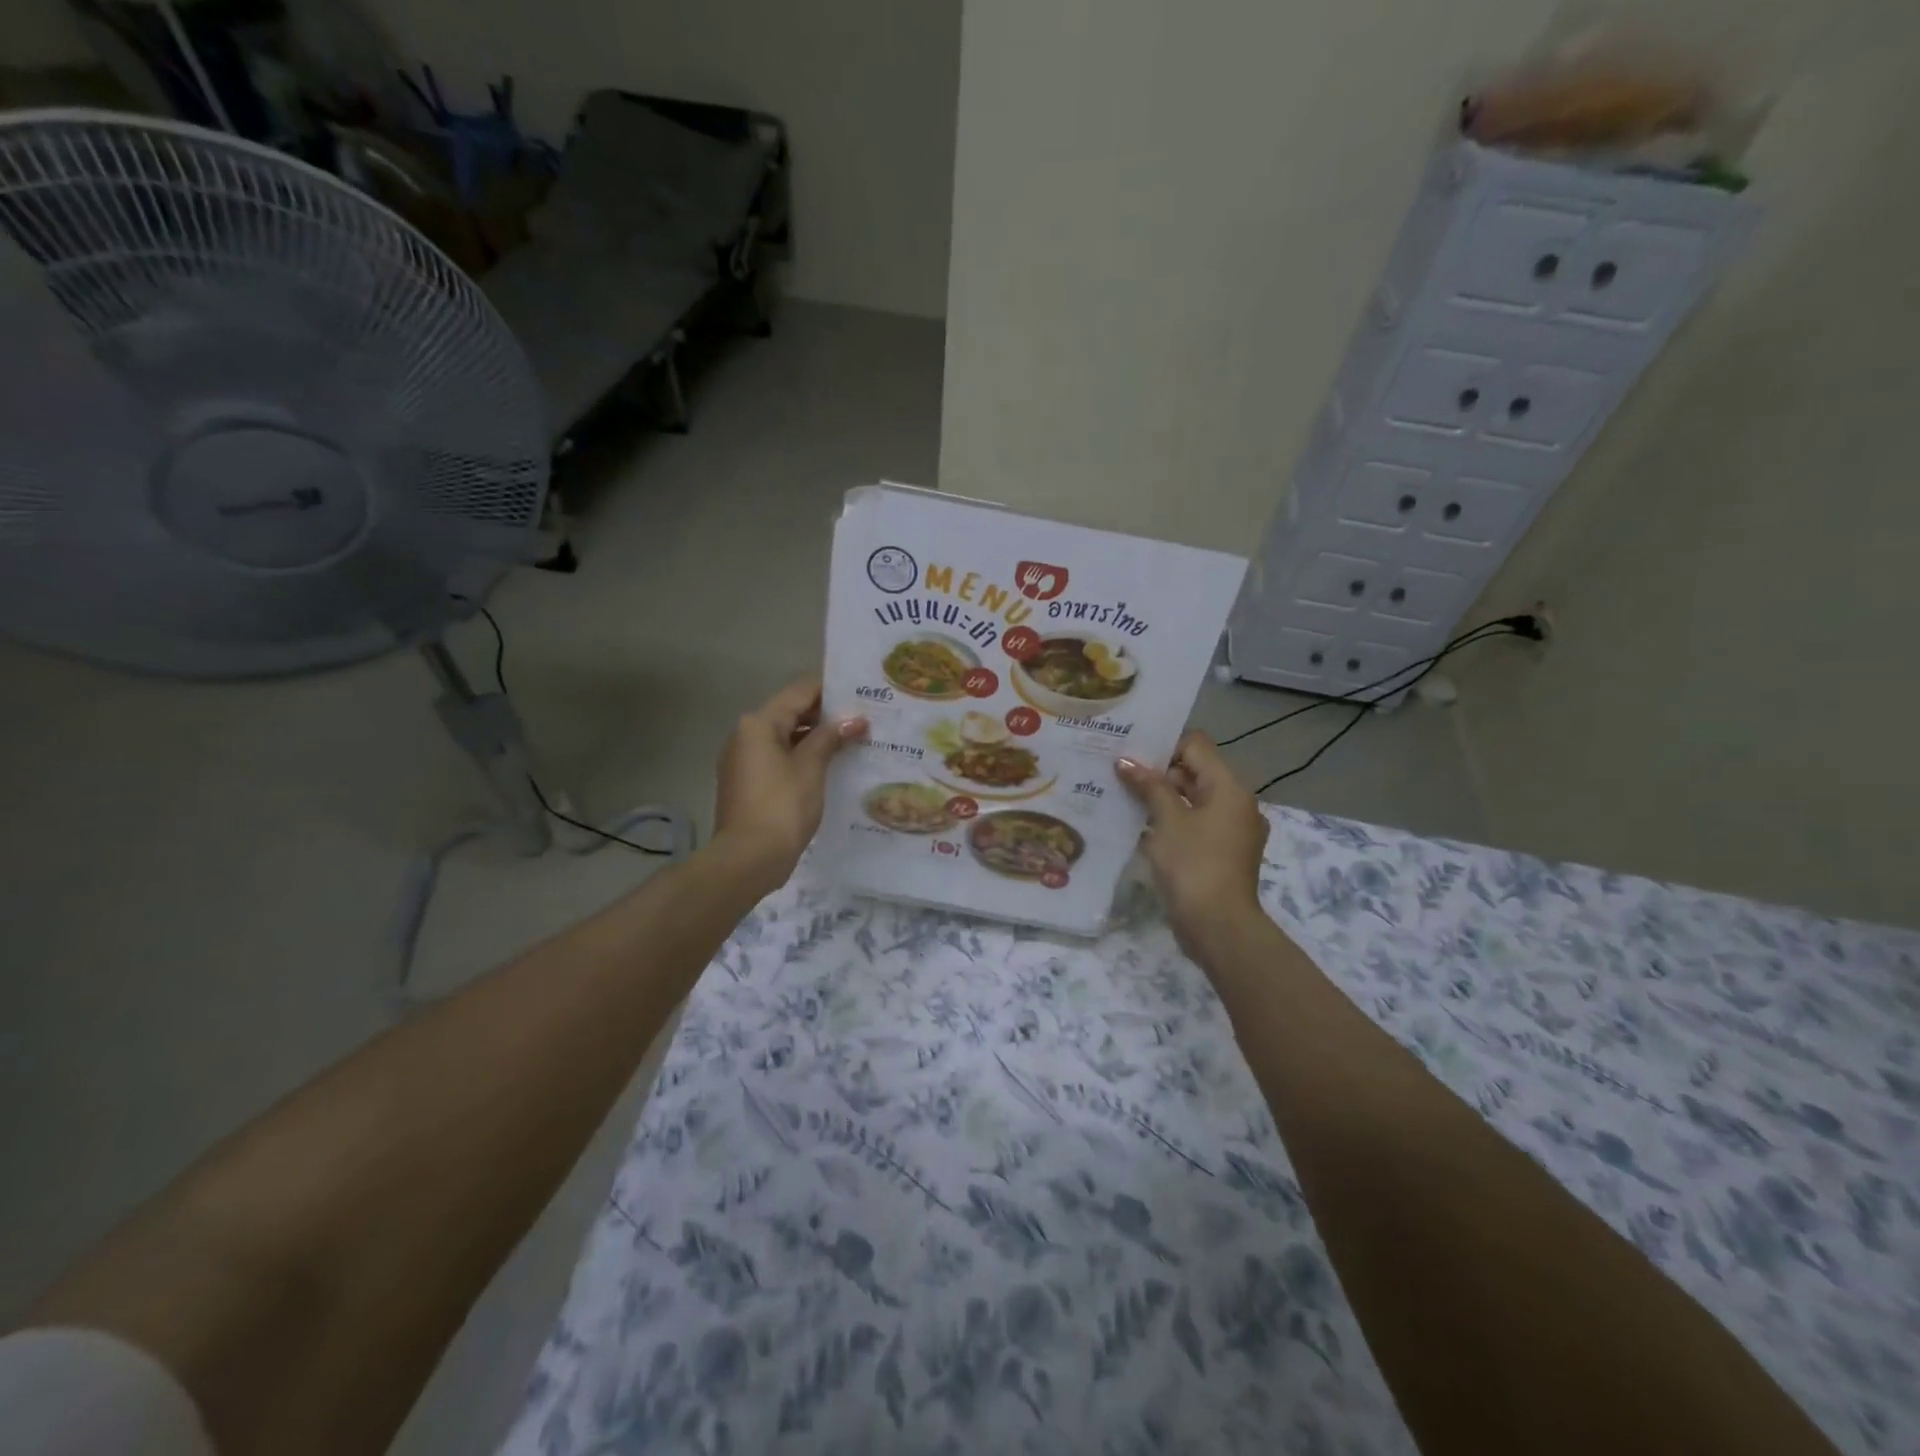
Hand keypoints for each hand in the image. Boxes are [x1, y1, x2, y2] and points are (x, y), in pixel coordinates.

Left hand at [712, 677, 865, 893]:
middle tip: (865, 717)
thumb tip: (855, 719)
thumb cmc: (781, 806)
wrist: (748, 859)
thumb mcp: (811, 767)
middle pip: (791, 714)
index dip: (831, 689)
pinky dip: (804, 758)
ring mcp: (744, 761)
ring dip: (817, 738)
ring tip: (855, 741)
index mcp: (758, 724)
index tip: (862, 691)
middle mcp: (746, 736)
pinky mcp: (749, 784)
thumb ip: (831, 738)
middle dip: (827, 716)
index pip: (800, 692)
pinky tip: (832, 766)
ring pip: (786, 738)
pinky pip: (780, 760)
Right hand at [1116, 732, 1269, 957]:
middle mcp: (1237, 803)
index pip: (1196, 746)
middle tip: (1119, 775)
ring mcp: (1231, 830)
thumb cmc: (1193, 865)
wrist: (1218, 927)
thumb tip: (1125, 761)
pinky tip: (1140, 827)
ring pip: (1193, 800)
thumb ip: (1149, 786)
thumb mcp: (1167, 820)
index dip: (1164, 746)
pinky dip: (1172, 822)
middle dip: (1159, 773)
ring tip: (1123, 798)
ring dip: (1162, 798)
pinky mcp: (1221, 853)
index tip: (1131, 755)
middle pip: (1195, 772)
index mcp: (1229, 788)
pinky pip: (1195, 824)